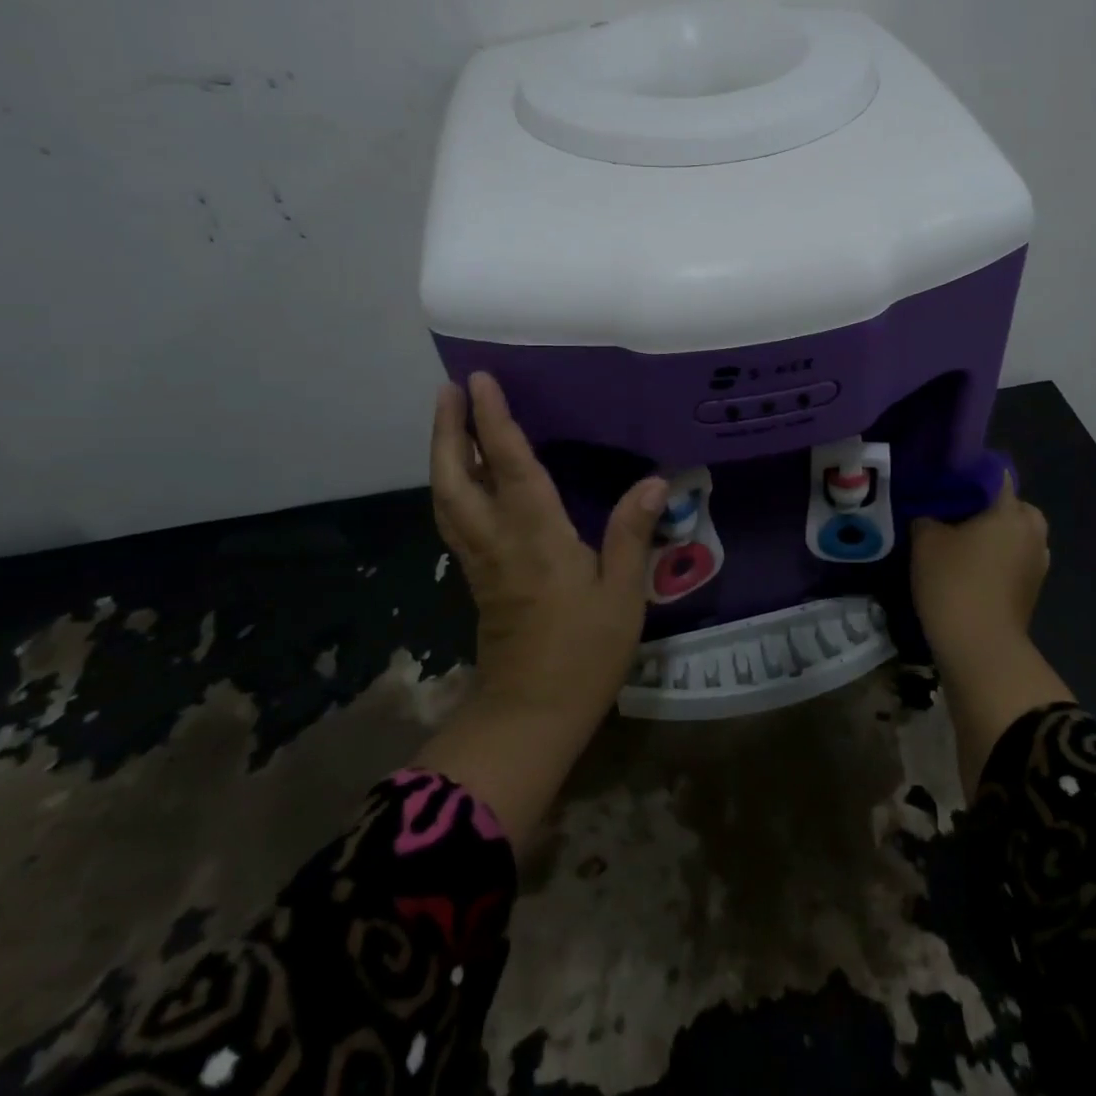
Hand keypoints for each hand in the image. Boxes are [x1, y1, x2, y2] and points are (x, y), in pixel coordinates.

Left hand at [416, 372, 665, 854]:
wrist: (531, 715)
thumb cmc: (584, 653)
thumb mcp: (622, 594)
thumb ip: (631, 534)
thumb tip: (653, 480)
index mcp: (534, 536)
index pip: (507, 465)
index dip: (492, 420)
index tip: (478, 380)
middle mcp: (496, 539)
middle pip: (455, 476)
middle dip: (448, 430)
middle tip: (449, 390)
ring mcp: (479, 560)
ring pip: (446, 497)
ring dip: (442, 454)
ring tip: (449, 421)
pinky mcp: (477, 578)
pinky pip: (454, 518)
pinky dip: (450, 485)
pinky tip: (461, 479)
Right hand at [910, 476, 1069, 794]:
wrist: (979, 648)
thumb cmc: (954, 582)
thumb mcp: (925, 540)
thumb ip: (927, 515)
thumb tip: (931, 513)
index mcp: (1011, 510)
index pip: (992, 474)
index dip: (966, 474)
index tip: (941, 482)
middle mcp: (1032, 530)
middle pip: (1007, 505)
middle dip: (982, 507)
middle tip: (948, 515)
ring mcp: (1038, 562)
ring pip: (1011, 534)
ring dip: (989, 535)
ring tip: (954, 543)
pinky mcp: (1032, 588)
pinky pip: (1012, 559)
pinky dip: (994, 559)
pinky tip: (967, 568)